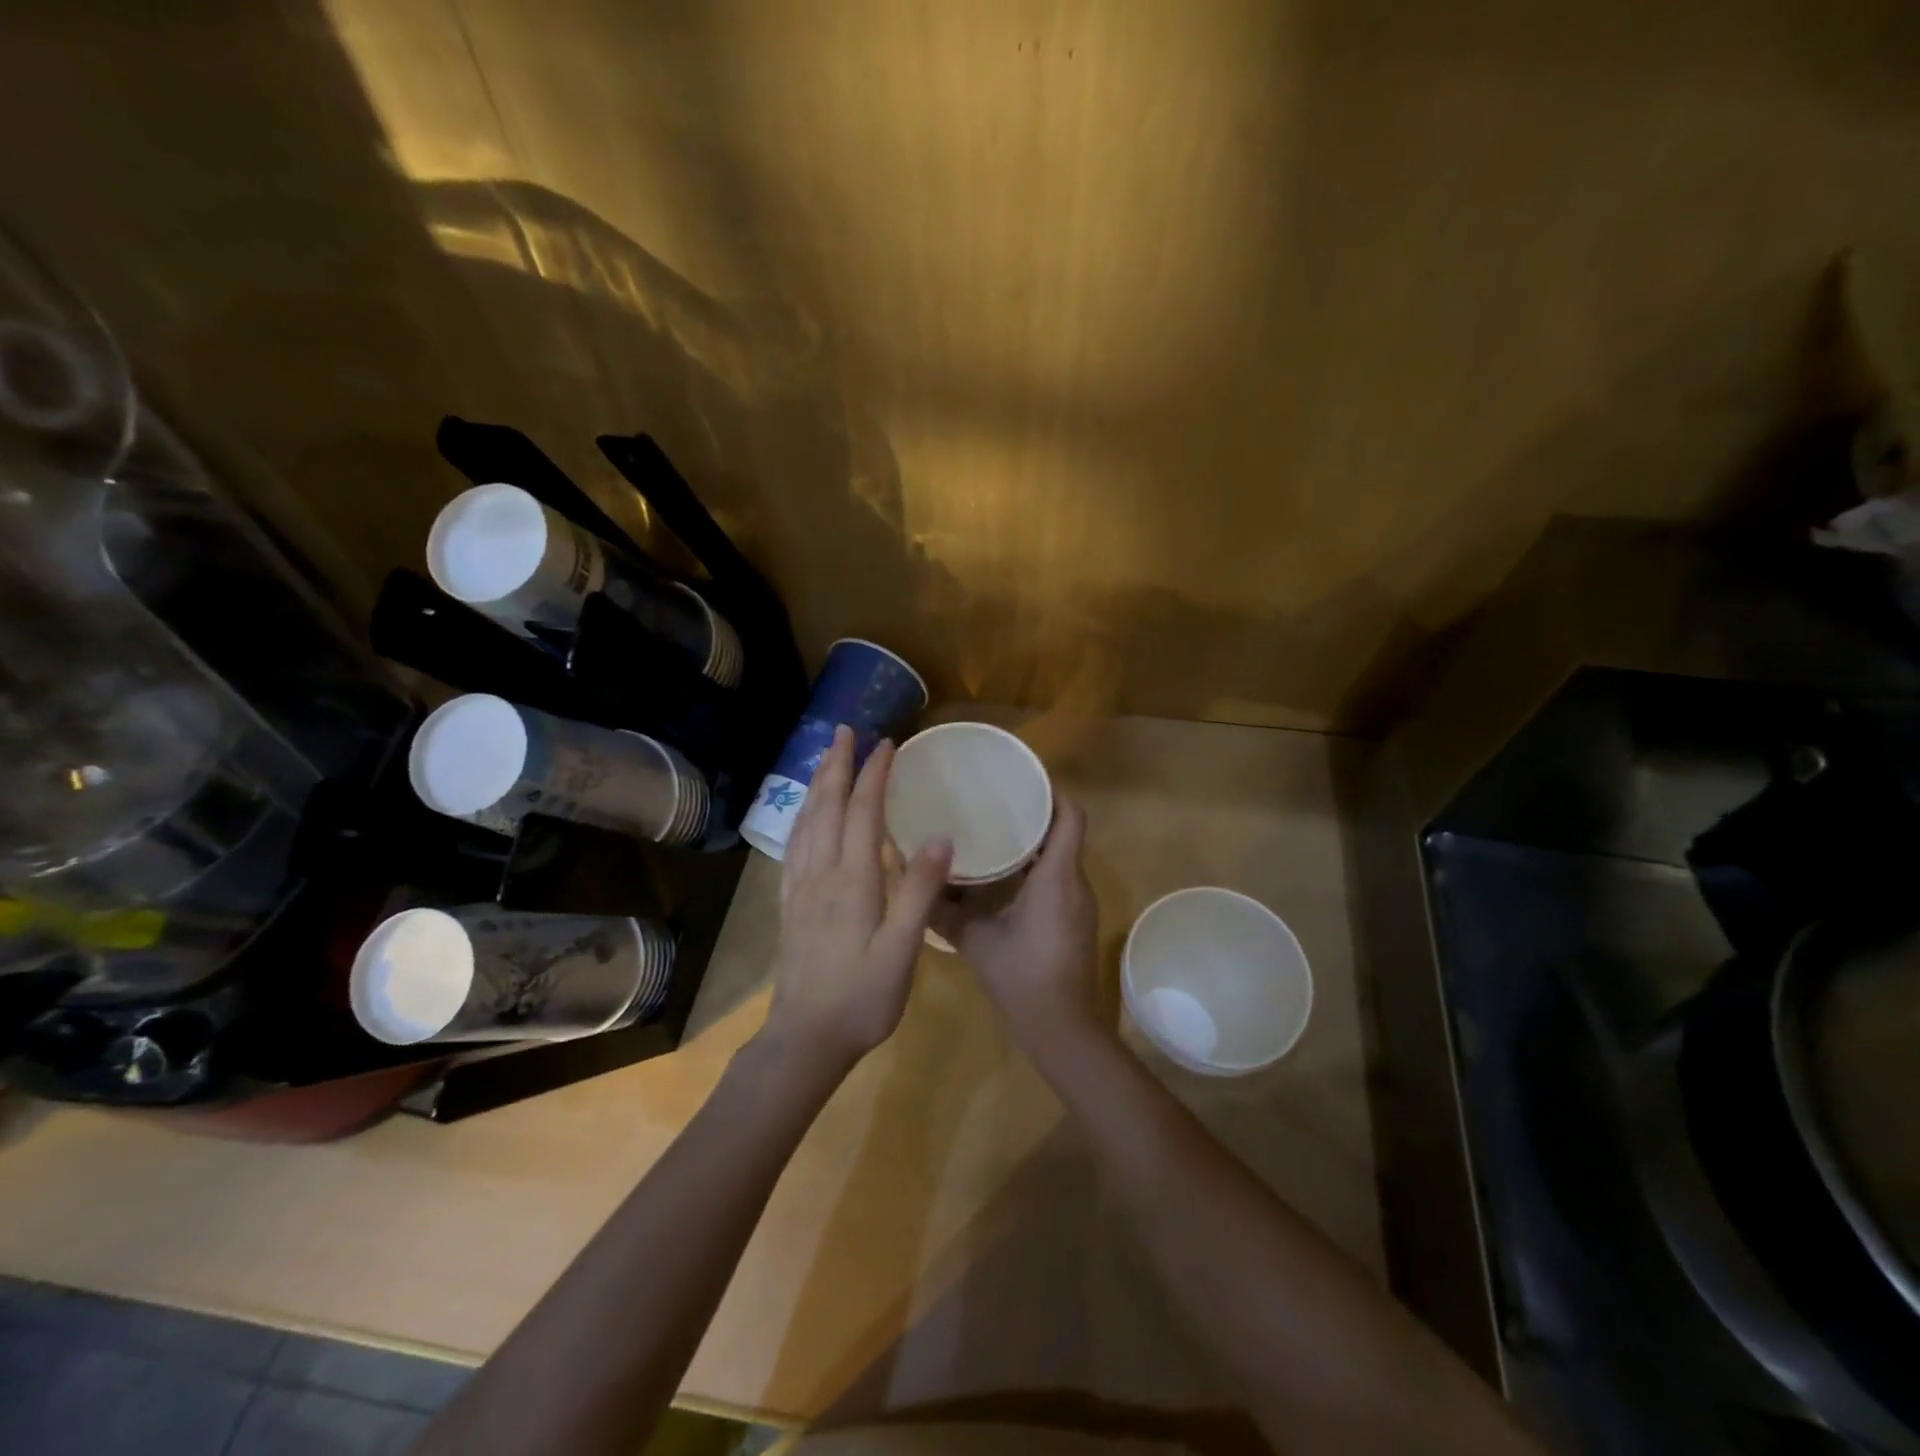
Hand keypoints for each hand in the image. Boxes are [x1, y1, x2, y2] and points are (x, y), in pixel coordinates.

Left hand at [763, 725, 953, 1075]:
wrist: (805, 1039)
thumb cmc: (862, 998)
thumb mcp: (902, 950)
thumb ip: (920, 892)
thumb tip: (943, 836)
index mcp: (851, 880)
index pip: (862, 812)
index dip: (873, 774)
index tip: (887, 743)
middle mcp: (821, 874)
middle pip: (826, 807)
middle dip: (836, 764)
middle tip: (845, 730)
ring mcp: (800, 889)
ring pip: (806, 822)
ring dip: (817, 784)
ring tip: (825, 757)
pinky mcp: (791, 905)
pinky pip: (794, 845)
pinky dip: (802, 816)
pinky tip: (806, 816)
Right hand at [938, 798, 1105, 1055]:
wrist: (1063, 1030)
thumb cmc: (1022, 978)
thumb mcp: (975, 940)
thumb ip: (942, 909)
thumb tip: (909, 877)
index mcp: (1056, 877)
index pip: (1070, 815)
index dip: (1051, 790)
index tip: (1018, 777)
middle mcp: (1074, 882)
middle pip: (1064, 829)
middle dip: (1034, 810)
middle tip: (994, 798)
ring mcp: (1078, 902)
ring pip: (1061, 854)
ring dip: (1034, 838)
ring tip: (994, 826)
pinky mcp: (1073, 919)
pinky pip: (1058, 876)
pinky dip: (1035, 865)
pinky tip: (1003, 872)